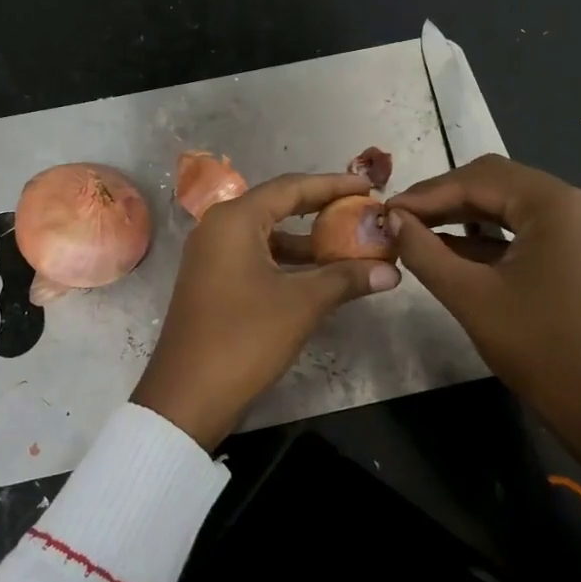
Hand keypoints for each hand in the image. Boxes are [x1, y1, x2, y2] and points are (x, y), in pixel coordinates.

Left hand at [132, 172, 400, 448]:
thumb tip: (393, 271)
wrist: (187, 396)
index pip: (291, 187)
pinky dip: (288, 263)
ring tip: (351, 248)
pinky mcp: (213, 282)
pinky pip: (257, 258)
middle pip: (278, 207)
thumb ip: (346, 278)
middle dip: (322, 211)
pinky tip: (320, 277)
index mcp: (234, 220)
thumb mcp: (301, 304)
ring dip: (308, 242)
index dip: (333, 185)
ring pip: (268, 236)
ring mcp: (212, 257)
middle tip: (362, 213)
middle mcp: (218, 228)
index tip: (369, 188)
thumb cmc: (244, 338)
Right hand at [384, 155, 580, 475]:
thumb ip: (423, 250)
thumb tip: (390, 219)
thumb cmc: (535, 346)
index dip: (426, 193)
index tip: (385, 210)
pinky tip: (446, 244)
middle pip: (494, 181)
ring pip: (505, 201)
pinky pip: (520, 224)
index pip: (478, 180)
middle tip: (398, 218)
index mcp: (555, 204)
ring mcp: (576, 223)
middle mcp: (572, 200)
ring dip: (460, 213)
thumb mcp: (469, 295)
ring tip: (414, 228)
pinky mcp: (573, 245)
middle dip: (443, 198)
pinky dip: (483, 232)